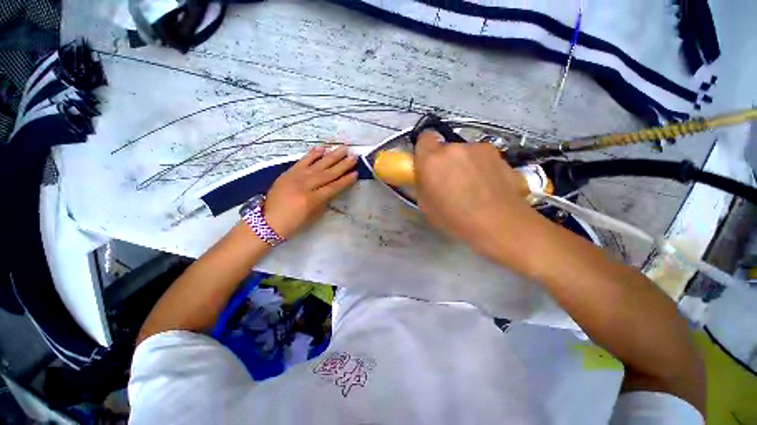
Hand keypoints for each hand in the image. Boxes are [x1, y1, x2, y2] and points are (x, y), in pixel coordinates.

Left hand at [264, 146, 357, 238]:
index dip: (345, 180)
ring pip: (318, 165)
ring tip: (344, 148)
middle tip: (354, 156)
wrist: (267, 221)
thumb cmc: (293, 223)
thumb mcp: (312, 216)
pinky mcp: (288, 173)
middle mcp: (305, 186)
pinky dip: (312, 154)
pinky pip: (302, 161)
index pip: (333, 187)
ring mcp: (296, 177)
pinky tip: (322, 148)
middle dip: (343, 165)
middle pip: (328, 173)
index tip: (356, 173)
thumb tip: (333, 190)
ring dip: (332, 156)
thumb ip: (324, 202)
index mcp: (312, 199)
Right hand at [415, 131, 537, 253]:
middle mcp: (453, 148)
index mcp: (431, 160)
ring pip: (464, 152)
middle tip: (449, 181)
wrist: (498, 223)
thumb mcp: (426, 206)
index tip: (427, 164)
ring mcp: (478, 149)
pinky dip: (480, 166)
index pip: (424, 139)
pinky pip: (481, 156)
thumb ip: (422, 185)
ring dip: (463, 163)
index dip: (424, 150)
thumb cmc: (455, 219)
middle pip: (445, 148)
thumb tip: (424, 178)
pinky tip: (487, 185)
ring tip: (472, 185)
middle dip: (444, 161)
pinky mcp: (497, 153)